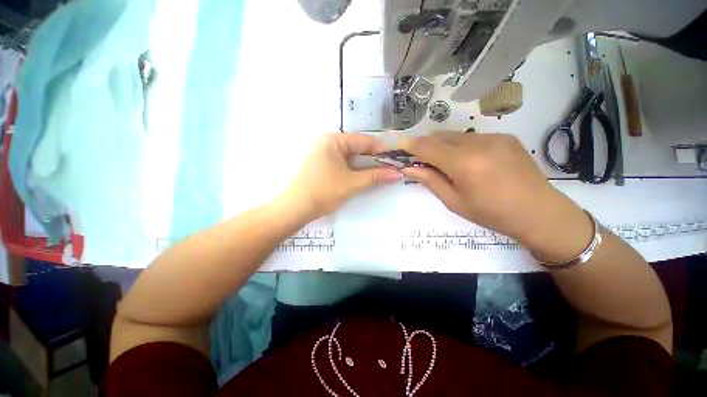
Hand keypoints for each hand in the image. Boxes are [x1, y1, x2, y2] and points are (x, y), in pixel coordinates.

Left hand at [282, 133, 399, 219]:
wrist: (295, 208)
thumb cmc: (323, 192)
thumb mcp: (351, 183)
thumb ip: (375, 177)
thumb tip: (397, 174)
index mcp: (334, 140)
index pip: (364, 140)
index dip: (382, 150)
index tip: (397, 159)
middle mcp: (328, 141)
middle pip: (358, 147)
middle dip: (374, 158)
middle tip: (391, 167)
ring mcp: (324, 152)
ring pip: (352, 155)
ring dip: (366, 164)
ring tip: (381, 172)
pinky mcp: (323, 163)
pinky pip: (344, 162)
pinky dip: (355, 168)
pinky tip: (365, 174)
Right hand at [400, 132, 592, 261]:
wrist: (539, 212)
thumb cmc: (492, 213)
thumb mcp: (454, 202)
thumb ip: (430, 181)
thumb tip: (408, 168)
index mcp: (463, 163)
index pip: (427, 146)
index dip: (410, 145)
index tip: (400, 148)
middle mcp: (478, 143)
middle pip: (439, 136)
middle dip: (425, 146)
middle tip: (422, 161)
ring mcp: (494, 137)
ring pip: (455, 135)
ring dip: (443, 146)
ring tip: (446, 163)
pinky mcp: (505, 137)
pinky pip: (472, 137)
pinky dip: (461, 145)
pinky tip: (469, 161)